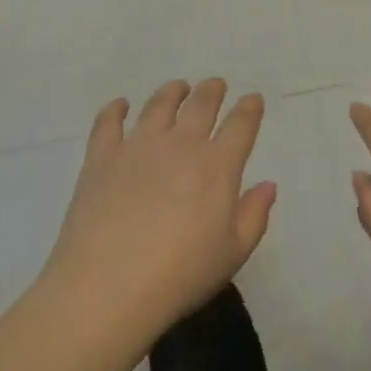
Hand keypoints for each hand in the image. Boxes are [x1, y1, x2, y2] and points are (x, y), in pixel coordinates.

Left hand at [44, 79, 275, 339]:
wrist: (109, 285)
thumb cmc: (181, 274)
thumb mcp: (233, 253)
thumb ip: (254, 215)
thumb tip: (268, 184)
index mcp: (217, 166)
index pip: (240, 125)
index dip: (249, 109)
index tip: (253, 99)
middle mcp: (180, 144)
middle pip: (200, 105)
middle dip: (212, 91)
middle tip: (215, 85)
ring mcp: (138, 146)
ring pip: (159, 105)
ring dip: (172, 92)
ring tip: (178, 88)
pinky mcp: (102, 156)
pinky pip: (108, 122)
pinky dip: (116, 109)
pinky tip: (120, 105)